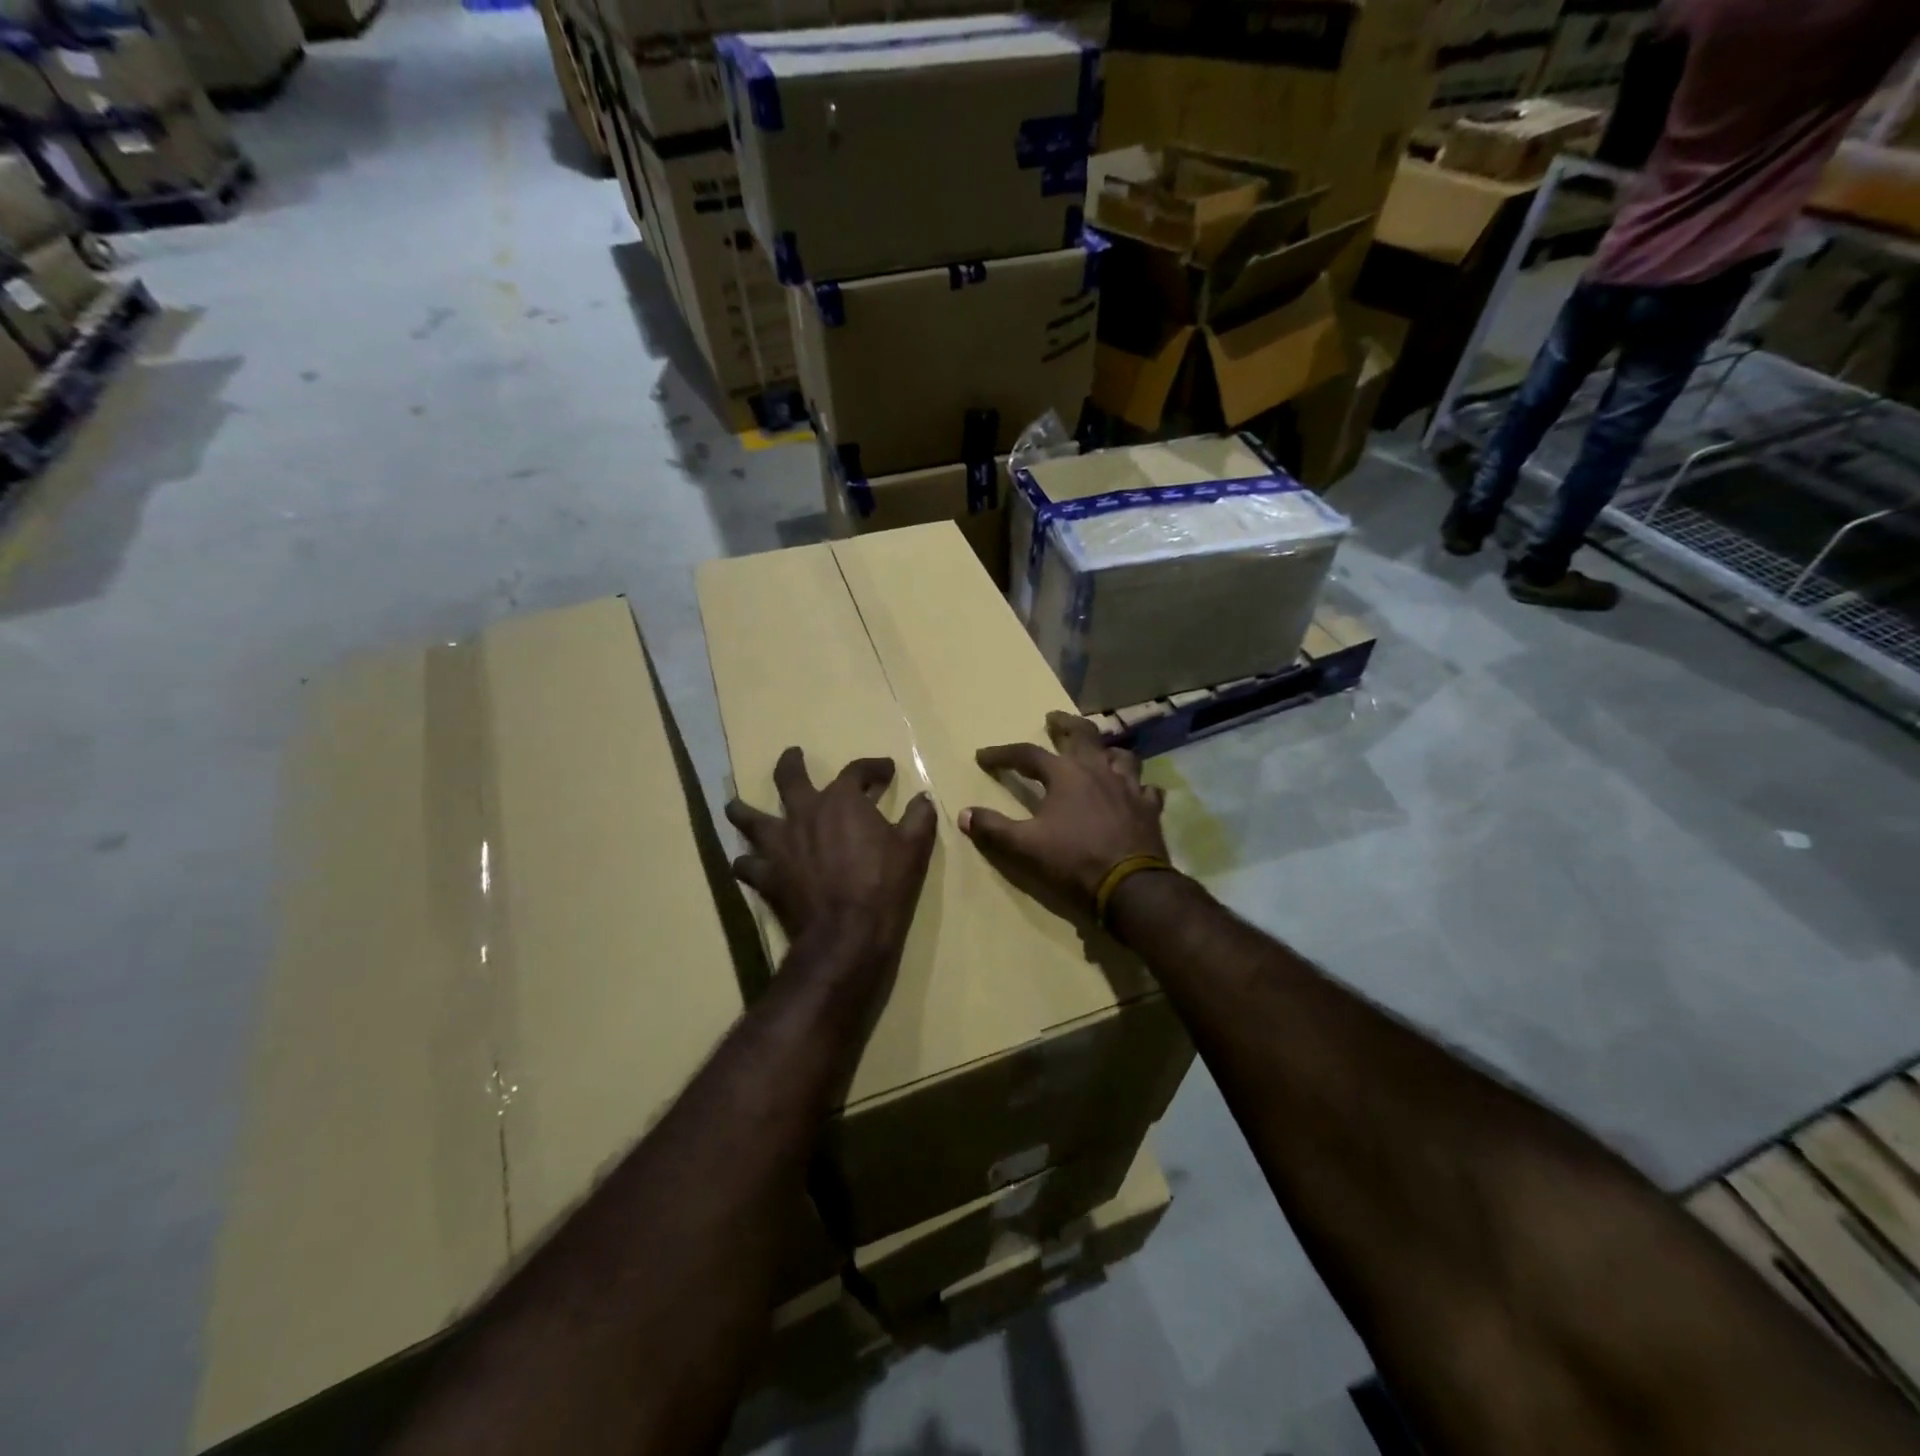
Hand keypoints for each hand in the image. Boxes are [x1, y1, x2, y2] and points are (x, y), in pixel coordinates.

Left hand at [726, 748, 936, 959]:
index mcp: (842, 801)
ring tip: (736, 805)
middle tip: (793, 755)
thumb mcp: (915, 847)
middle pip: (789, 778)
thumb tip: (923, 797)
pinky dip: (746, 862)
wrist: (847, 933)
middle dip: (791, 763)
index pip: (857, 770)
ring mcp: (779, 844)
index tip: (886, 770)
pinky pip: (746, 864)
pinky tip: (746, 863)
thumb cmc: (885, 885)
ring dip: (743, 809)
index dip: (873, 767)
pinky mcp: (766, 876)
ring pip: (750, 817)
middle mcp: (804, 813)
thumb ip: (919, 817)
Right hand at [959, 711, 1168, 912]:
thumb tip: (964, 814)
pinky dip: (1138, 787)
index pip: (1027, 755)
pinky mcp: (1149, 809)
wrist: (1130, 887)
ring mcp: (1129, 787)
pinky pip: (1147, 789)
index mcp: (1065, 775)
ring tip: (1098, 753)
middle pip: (1082, 735)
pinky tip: (1136, 792)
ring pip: (1120, 756)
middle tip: (1052, 719)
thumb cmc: (1073, 861)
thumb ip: (993, 828)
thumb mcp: (1024, 847)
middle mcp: (1098, 771)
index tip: (983, 756)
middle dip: (1064, 725)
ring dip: (1106, 751)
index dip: (1003, 754)